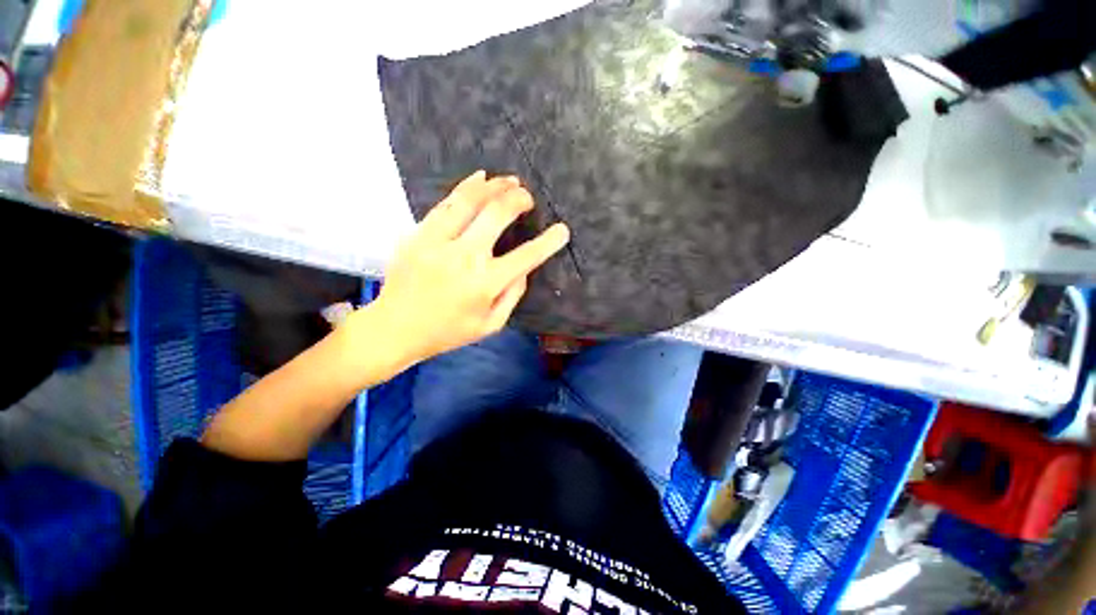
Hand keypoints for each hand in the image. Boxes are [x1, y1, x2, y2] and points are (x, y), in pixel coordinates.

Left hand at [368, 171, 569, 366]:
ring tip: (509, 181)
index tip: (562, 230)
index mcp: (485, 283)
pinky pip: (445, 204)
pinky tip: (479, 178)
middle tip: (528, 198)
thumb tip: (523, 269)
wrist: (395, 329)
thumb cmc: (448, 331)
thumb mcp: (490, 325)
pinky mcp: (418, 234)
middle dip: (519, 200)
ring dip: (494, 186)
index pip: (526, 256)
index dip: (549, 241)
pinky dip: (466, 187)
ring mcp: (437, 242)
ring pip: (470, 200)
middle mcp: (464, 257)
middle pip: (497, 214)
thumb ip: (512, 295)